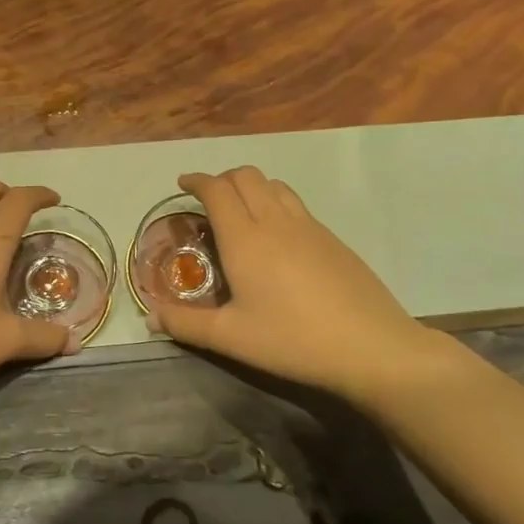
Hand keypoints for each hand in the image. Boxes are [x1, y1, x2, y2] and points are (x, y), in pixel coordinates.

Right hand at [147, 167, 448, 402]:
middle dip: (222, 178)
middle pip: (246, 176)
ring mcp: (309, 227)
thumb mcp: (232, 337)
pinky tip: (277, 238)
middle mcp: (275, 221)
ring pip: (275, 184)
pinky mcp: (333, 239)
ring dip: (252, 186)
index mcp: (245, 239)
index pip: (217, 189)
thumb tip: (151, 316)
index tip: (183, 184)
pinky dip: (276, 203)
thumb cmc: (292, 340)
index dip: (197, 180)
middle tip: (208, 200)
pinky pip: (296, 204)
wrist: (372, 347)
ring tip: (242, 211)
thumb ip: (186, 324)